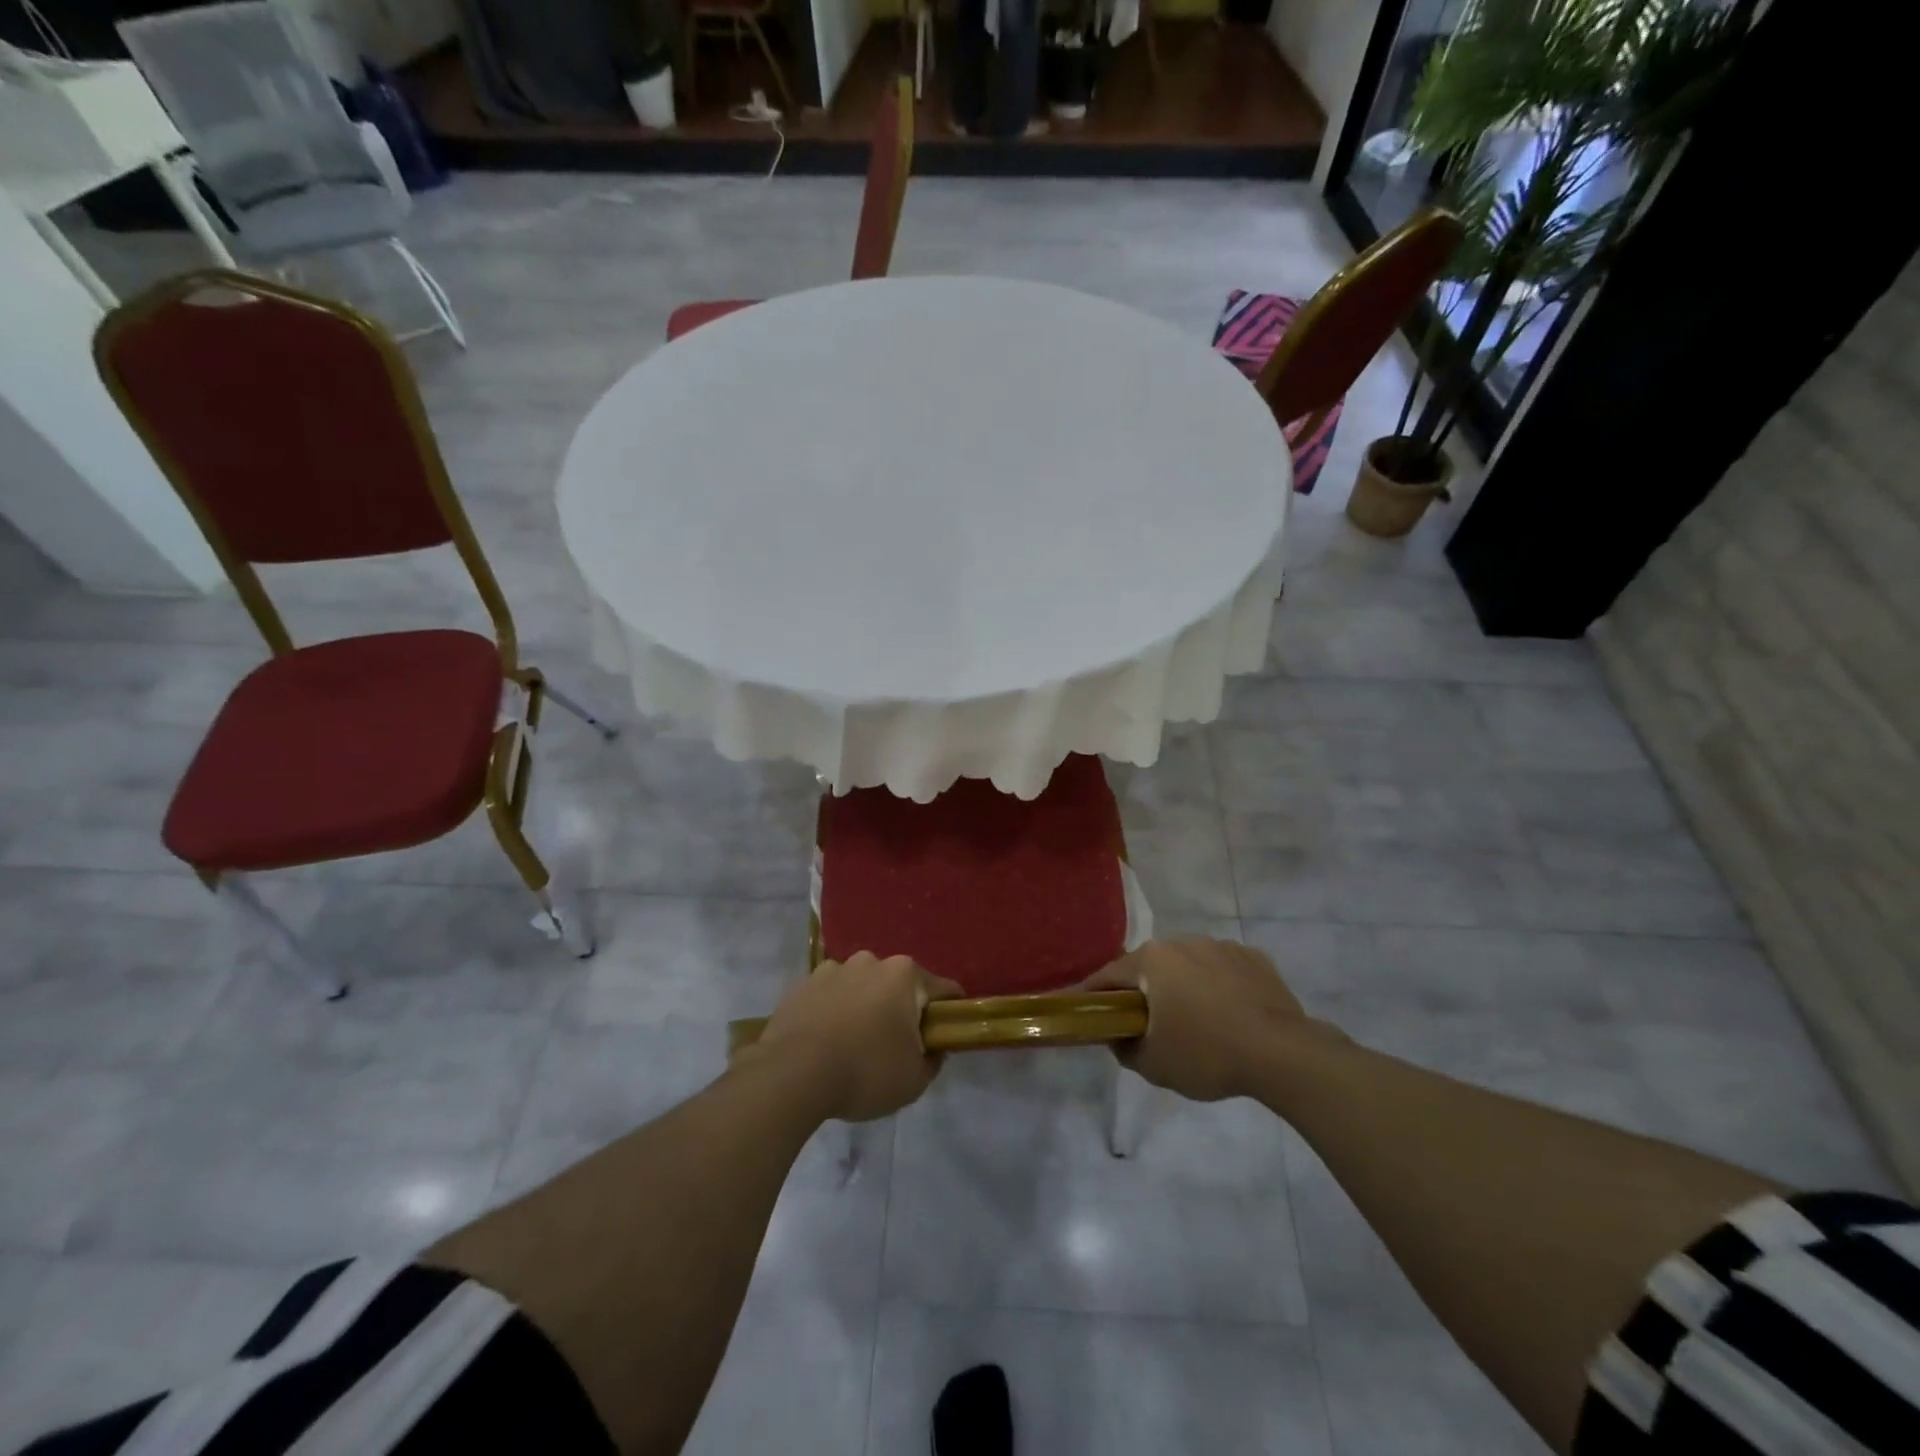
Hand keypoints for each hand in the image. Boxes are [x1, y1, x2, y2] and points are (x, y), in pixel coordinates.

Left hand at [751, 953, 962, 1121]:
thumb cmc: (864, 1072)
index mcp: (905, 975)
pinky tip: (825, 1042)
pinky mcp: (802, 984)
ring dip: (864, 1008)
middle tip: (894, 1048)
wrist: (791, 1075)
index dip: (949, 1015)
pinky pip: (829, 996)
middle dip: (900, 1010)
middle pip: (898, 985)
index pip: (943, 990)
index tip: (943, 1039)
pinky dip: (833, 1012)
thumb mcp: (914, 1080)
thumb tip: (933, 1048)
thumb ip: (933, 1060)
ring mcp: (833, 969)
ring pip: (861, 987)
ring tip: (853, 1046)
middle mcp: (871, 961)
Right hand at [1081, 938, 1337, 1101]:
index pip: (1109, 974)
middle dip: (1143, 990)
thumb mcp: (1153, 1064)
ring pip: (1188, 965)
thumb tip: (1118, 1038)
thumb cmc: (1207, 1054)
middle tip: (1144, 1022)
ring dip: (1183, 986)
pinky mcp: (1254, 958)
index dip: (1094, 994)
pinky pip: (1223, 970)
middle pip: (1150, 966)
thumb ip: (1124, 1048)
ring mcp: (1221, 947)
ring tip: (1194, 1021)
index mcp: (1152, 960)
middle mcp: (1183, 942)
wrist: (1283, 1053)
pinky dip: (1218, 987)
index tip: (1085, 1009)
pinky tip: (1229, 1015)